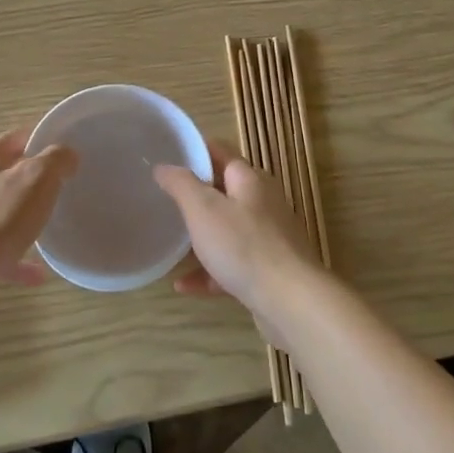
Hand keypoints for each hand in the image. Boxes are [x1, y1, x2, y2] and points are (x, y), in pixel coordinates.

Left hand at [0, 128, 76, 286]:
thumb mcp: (37, 179)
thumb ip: (56, 161)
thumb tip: (66, 154)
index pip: (18, 137)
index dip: (43, 141)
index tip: (65, 155)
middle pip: (5, 174)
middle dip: (31, 182)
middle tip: (58, 192)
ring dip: (21, 221)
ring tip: (47, 233)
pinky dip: (13, 257)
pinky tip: (36, 274)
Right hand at [153, 141, 316, 317]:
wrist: (290, 301)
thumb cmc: (243, 245)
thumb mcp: (203, 209)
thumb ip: (181, 184)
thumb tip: (163, 166)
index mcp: (250, 180)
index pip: (221, 152)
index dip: (195, 150)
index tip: (169, 155)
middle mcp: (263, 203)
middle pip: (225, 191)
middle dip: (196, 195)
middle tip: (164, 199)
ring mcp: (268, 238)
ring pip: (228, 230)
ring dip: (201, 236)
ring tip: (172, 242)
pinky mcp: (268, 271)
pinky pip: (232, 265)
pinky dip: (209, 272)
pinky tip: (184, 286)